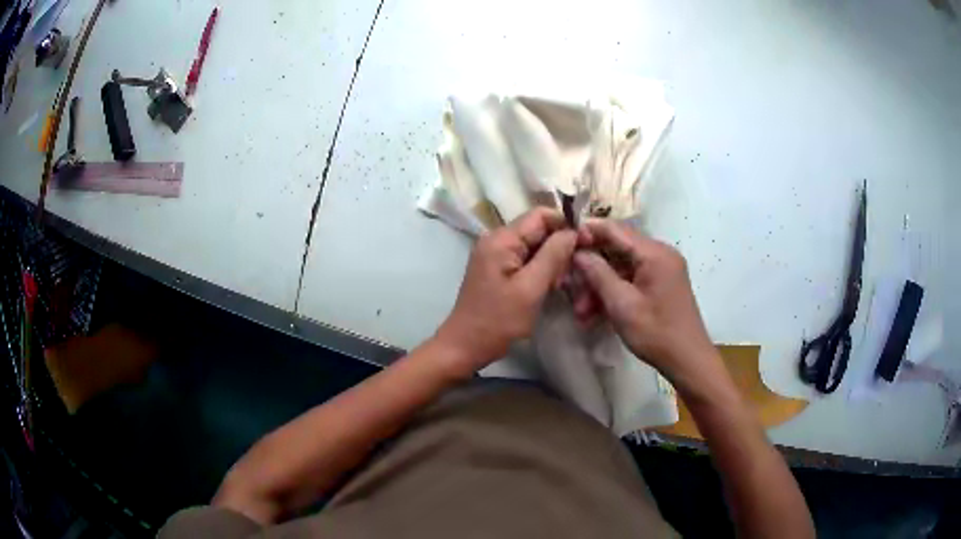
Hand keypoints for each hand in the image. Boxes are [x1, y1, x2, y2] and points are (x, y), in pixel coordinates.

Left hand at [436, 208, 576, 372]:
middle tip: (575, 269)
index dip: (566, 224)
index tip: (587, 243)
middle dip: (560, 245)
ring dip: (553, 260)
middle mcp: (497, 239)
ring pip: (535, 245)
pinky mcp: (498, 269)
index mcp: (502, 239)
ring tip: (562, 282)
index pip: (541, 215)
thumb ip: (553, 256)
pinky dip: (541, 269)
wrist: (465, 346)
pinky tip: (550, 286)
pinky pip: (526, 259)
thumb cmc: (498, 321)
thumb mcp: (530, 289)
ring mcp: (496, 254)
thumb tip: (573, 231)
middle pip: (538, 229)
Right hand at [572, 219, 714, 380]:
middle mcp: (660, 254)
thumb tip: (578, 252)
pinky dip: (613, 292)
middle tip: (569, 288)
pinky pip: (631, 279)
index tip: (562, 245)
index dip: (587, 233)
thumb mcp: (622, 304)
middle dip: (591, 269)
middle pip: (616, 249)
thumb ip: (598, 274)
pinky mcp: (660, 283)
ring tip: (581, 311)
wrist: (687, 360)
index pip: (614, 229)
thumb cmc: (656, 333)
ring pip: (621, 267)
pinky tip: (595, 313)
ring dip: (599, 285)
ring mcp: (661, 269)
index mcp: (654, 253)